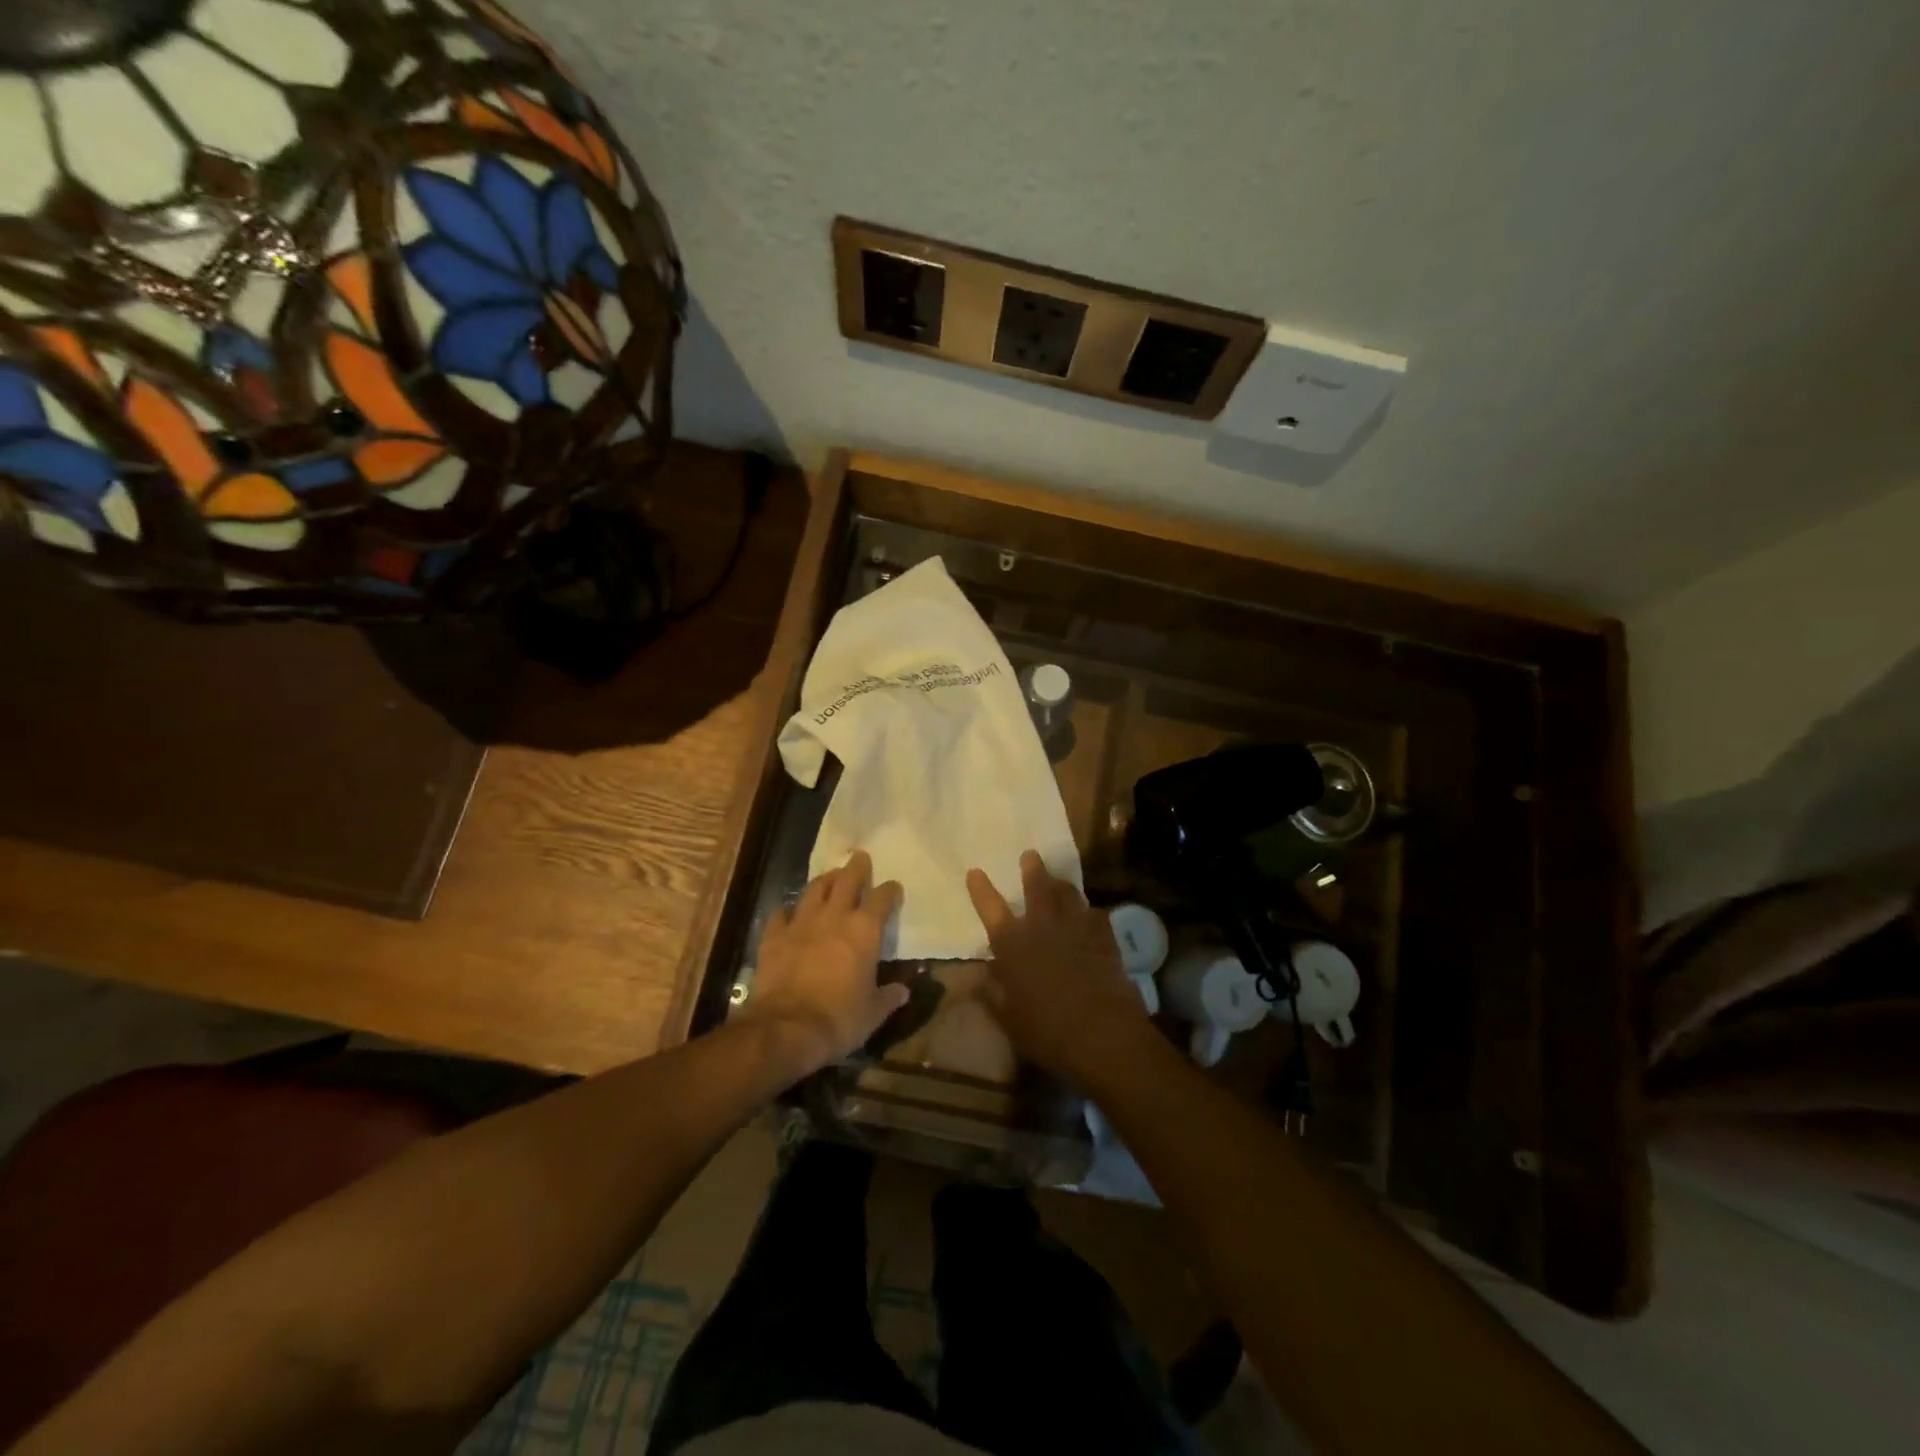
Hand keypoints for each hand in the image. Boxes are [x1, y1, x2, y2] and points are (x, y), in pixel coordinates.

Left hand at [745, 850, 909, 1073]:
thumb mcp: (873, 1013)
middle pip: (847, 880)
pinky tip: (789, 913)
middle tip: (860, 857)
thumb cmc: (840, 1019)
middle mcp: (834, 917)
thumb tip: (902, 991)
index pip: (882, 898)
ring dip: (825, 881)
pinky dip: (788, 911)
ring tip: (830, 877)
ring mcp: (801, 923)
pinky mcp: (774, 936)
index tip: (893, 887)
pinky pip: (781, 914)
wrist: (787, 1028)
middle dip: (856, 867)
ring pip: (815, 889)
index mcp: (865, 931)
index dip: (889, 891)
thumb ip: (888, 997)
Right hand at [966, 851, 1151, 1082]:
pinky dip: (1089, 912)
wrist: (1103, 1033)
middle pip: (1037, 887)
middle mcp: (1042, 926)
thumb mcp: (1008, 1019)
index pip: (990, 907)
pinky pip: (1095, 915)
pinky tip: (1090, 915)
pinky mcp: (1105, 937)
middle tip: (1030, 855)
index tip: (975, 871)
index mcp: (1012, 944)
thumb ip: (992, 995)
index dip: (981, 889)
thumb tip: (980, 979)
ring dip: (1061, 883)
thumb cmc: (1047, 1030)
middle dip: (1032, 869)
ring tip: (1058, 879)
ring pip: (1068, 894)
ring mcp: (1076, 927)